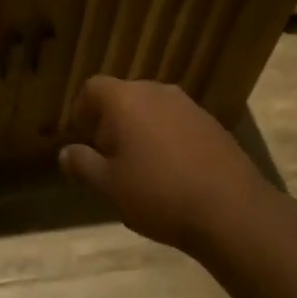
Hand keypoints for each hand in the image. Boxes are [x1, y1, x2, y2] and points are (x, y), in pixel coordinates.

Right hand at [60, 76, 271, 254]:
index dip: (82, 110)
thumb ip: (83, 165)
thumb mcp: (110, 186)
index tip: (83, 139)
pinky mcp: (212, 123)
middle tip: (110, 158)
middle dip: (112, 122)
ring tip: (143, 169)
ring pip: (152, 109)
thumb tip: (64, 152)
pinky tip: (174, 174)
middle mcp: (155, 91)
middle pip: (123, 96)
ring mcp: (187, 105)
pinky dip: (169, 139)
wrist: (232, 210)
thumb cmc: (159, 194)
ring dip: (142, 130)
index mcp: (124, 99)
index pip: (92, 88)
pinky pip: (178, 123)